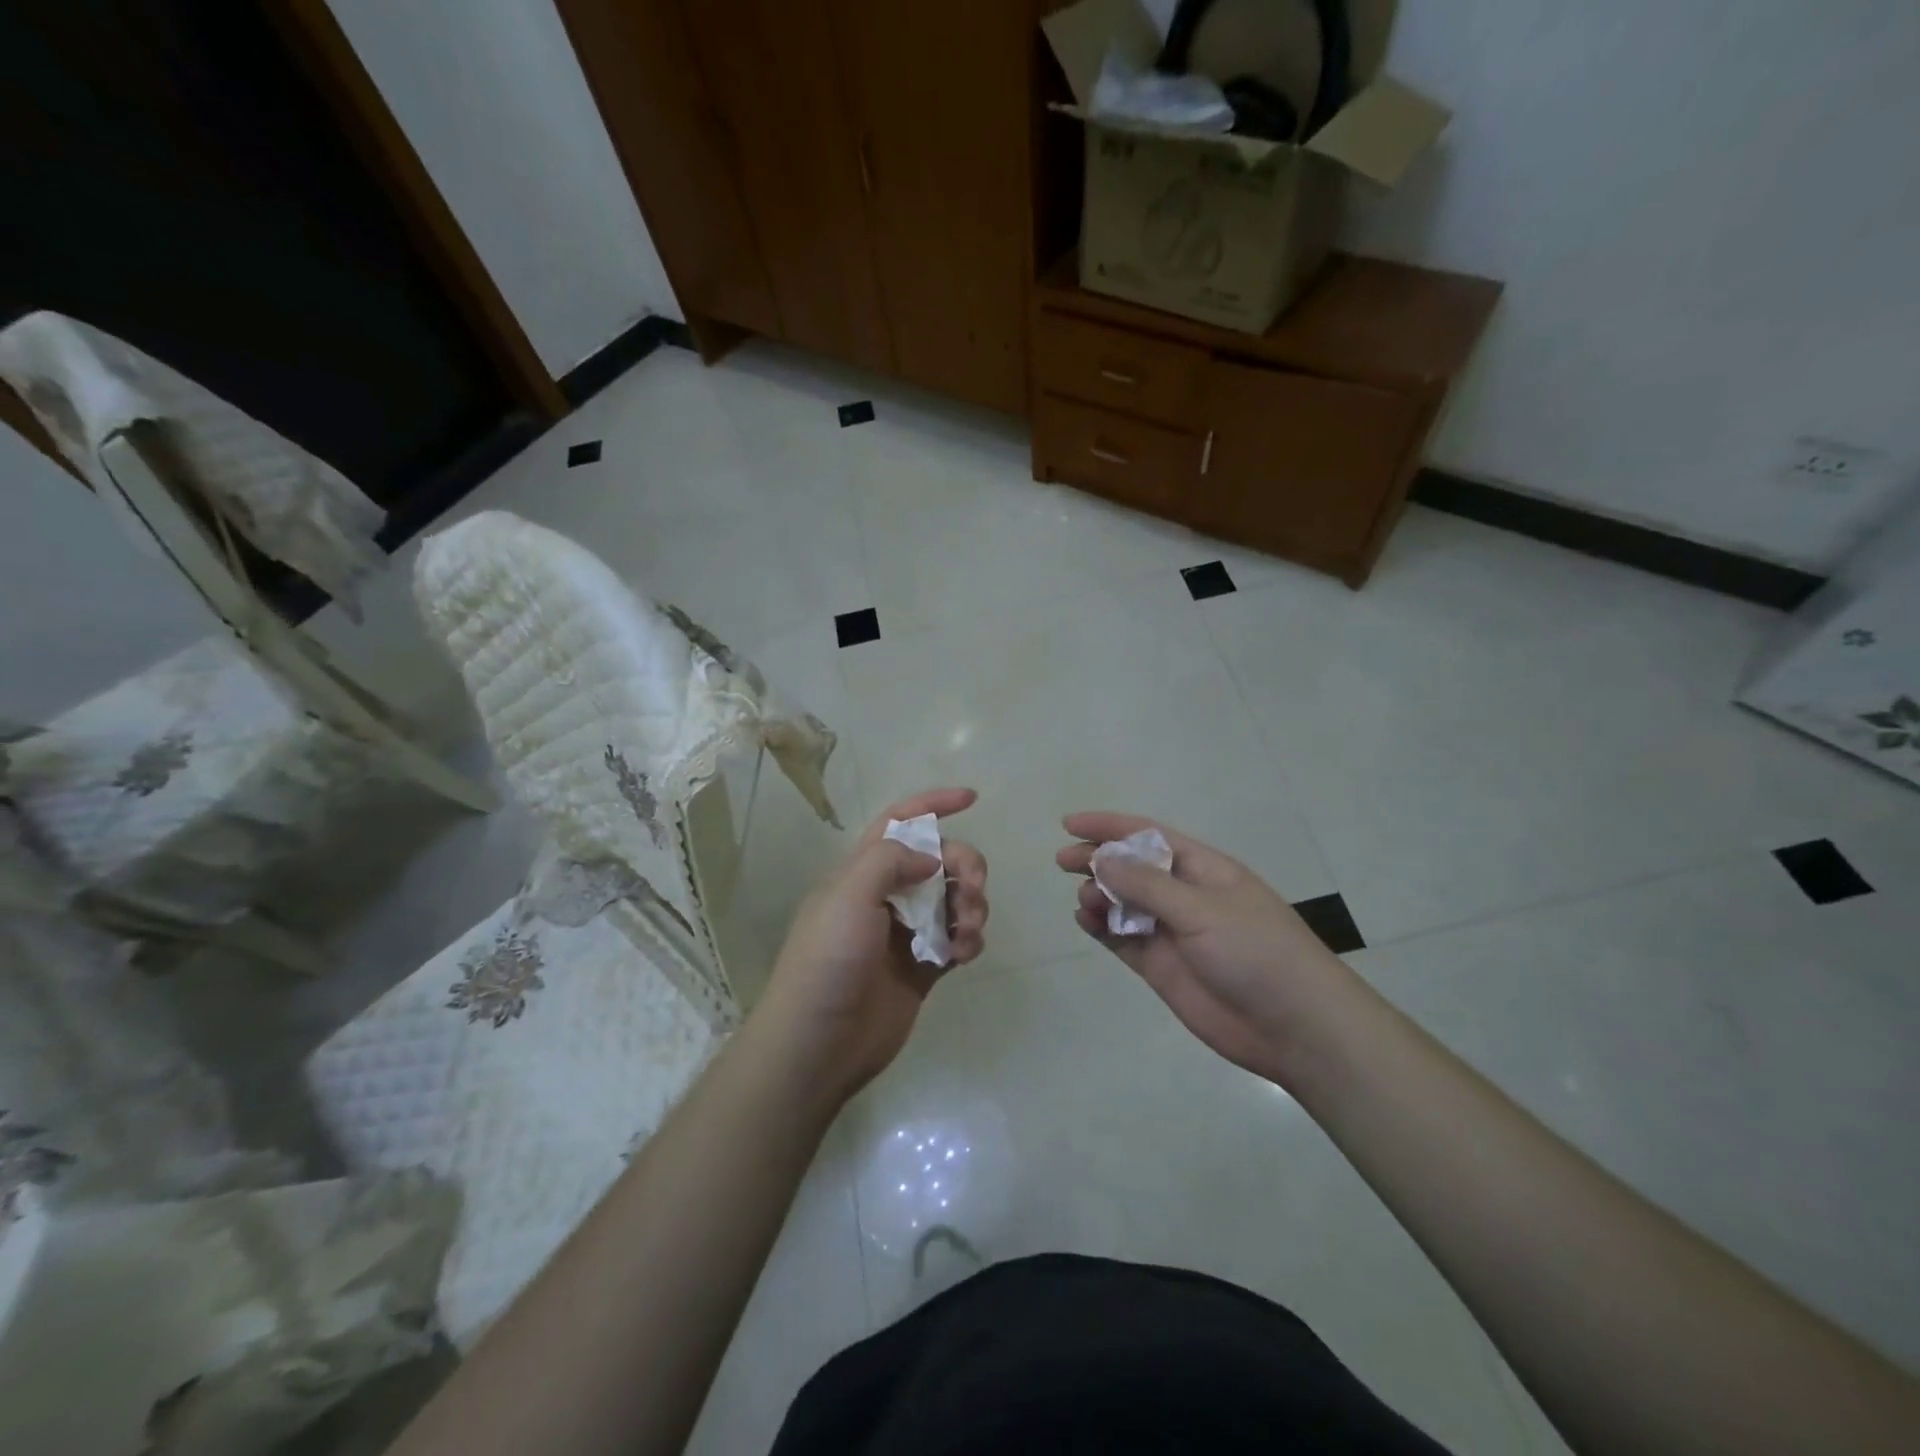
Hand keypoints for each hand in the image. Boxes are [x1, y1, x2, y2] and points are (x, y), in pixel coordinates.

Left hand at [754, 788, 987, 1099]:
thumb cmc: (828, 961)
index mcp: (861, 871)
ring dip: (971, 905)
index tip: (971, 799)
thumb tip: (932, 859)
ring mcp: (907, 933)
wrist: (819, 1043)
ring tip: (967, 930)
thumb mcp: (849, 895)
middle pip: (939, 860)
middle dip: (964, 864)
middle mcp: (886, 896)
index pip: (900, 822)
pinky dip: (969, 939)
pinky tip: (965, 953)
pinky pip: (958, 939)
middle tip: (972, 888)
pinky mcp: (924, 967)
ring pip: (954, 899)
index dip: (933, 804)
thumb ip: (890, 861)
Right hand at [1057, 812, 1356, 1086]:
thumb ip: (1148, 885)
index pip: (1148, 836)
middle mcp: (1184, 896)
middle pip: (1131, 868)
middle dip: (1097, 860)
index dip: (1109, 826)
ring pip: (1124, 904)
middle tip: (1062, 862)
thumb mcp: (1202, 910)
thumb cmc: (1256, 952)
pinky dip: (1102, 929)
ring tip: (1086, 902)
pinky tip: (1086, 922)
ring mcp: (1172, 932)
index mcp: (1203, 870)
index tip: (1069, 824)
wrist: (1295, 1027)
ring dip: (1099, 896)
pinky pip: (1123, 939)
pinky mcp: (1163, 967)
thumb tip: (1101, 859)